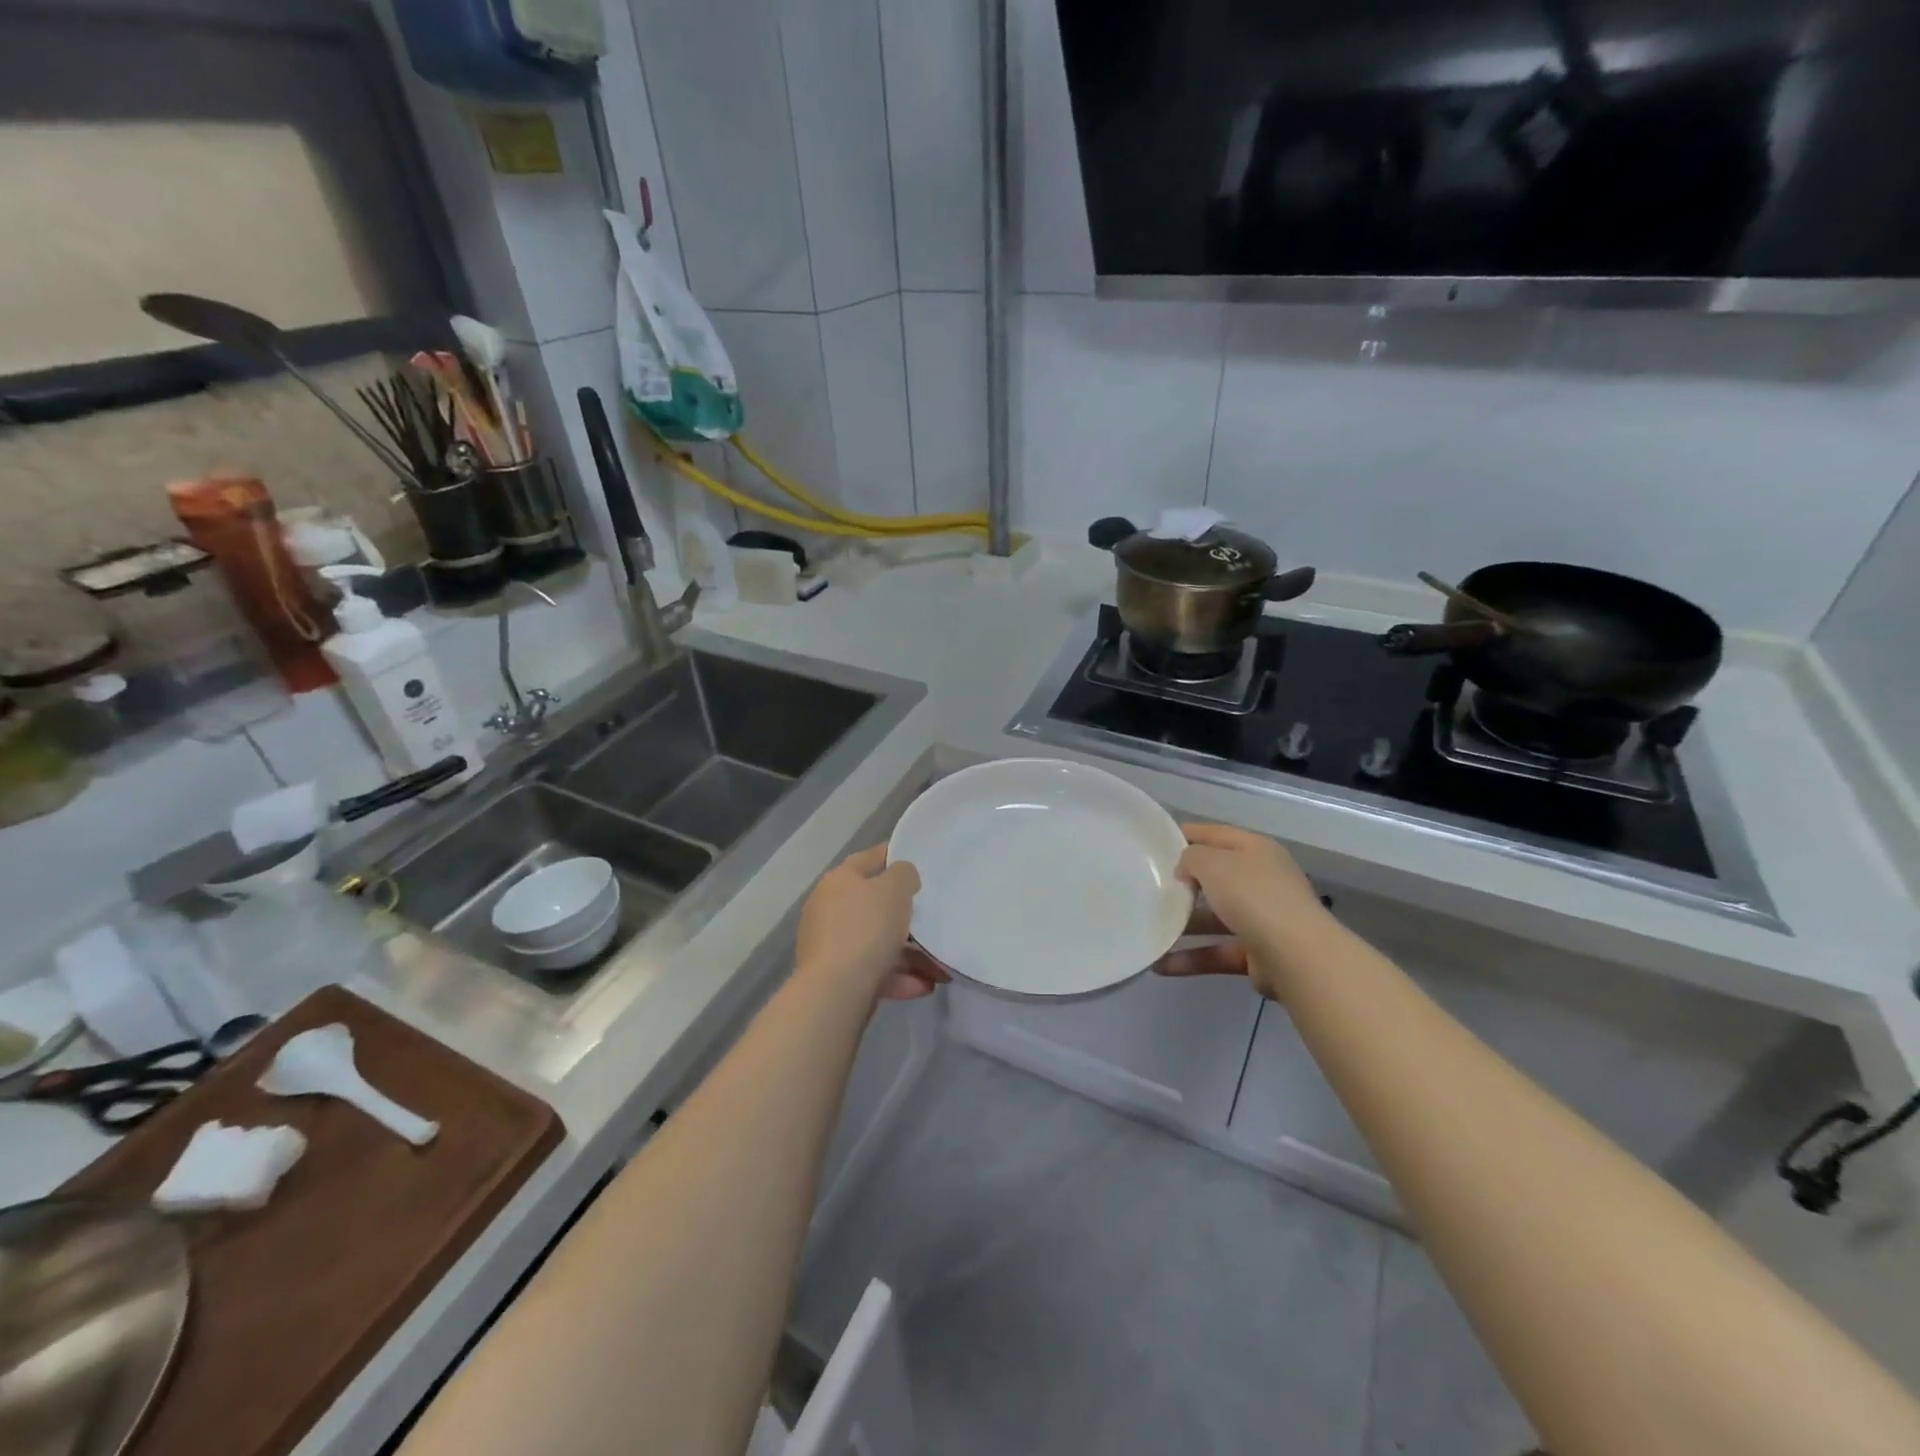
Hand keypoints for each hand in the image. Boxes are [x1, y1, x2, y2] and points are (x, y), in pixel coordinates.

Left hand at [796, 845, 949, 1002]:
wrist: (835, 992)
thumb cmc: (867, 929)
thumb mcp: (895, 890)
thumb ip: (904, 875)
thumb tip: (901, 878)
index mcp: (839, 881)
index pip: (868, 859)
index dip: (892, 856)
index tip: (917, 860)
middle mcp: (829, 910)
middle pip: (874, 906)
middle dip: (906, 916)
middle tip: (931, 918)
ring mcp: (831, 946)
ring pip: (878, 943)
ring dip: (910, 954)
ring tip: (940, 966)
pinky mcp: (836, 978)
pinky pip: (874, 971)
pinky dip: (899, 977)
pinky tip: (924, 985)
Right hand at [1155, 825, 1331, 998]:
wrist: (1296, 956)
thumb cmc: (1253, 896)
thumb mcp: (1213, 864)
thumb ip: (1191, 858)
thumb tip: (1185, 870)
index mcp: (1256, 851)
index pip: (1217, 835)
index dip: (1187, 834)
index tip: (1155, 842)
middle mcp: (1262, 881)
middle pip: (1216, 877)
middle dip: (1184, 882)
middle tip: (1149, 885)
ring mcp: (1262, 919)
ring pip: (1214, 917)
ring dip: (1183, 924)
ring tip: (1149, 927)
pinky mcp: (1257, 954)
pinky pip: (1217, 951)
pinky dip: (1191, 958)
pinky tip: (1160, 964)